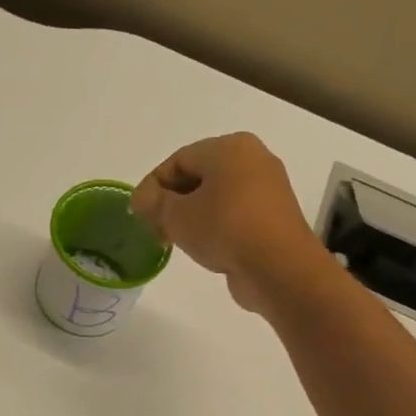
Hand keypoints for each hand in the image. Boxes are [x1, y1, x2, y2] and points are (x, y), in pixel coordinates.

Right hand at [130, 133, 328, 311]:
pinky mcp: (273, 217)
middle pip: (198, 176)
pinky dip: (213, 226)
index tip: (136, 213)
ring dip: (190, 216)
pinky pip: (234, 215)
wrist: (279, 268)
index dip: (152, 185)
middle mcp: (253, 160)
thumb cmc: (224, 228)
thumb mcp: (176, 215)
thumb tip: (142, 198)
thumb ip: (153, 202)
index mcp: (230, 147)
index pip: (178, 160)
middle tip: (153, 228)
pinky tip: (202, 247)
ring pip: (216, 197)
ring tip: (174, 241)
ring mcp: (267, 189)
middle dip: (171, 202)